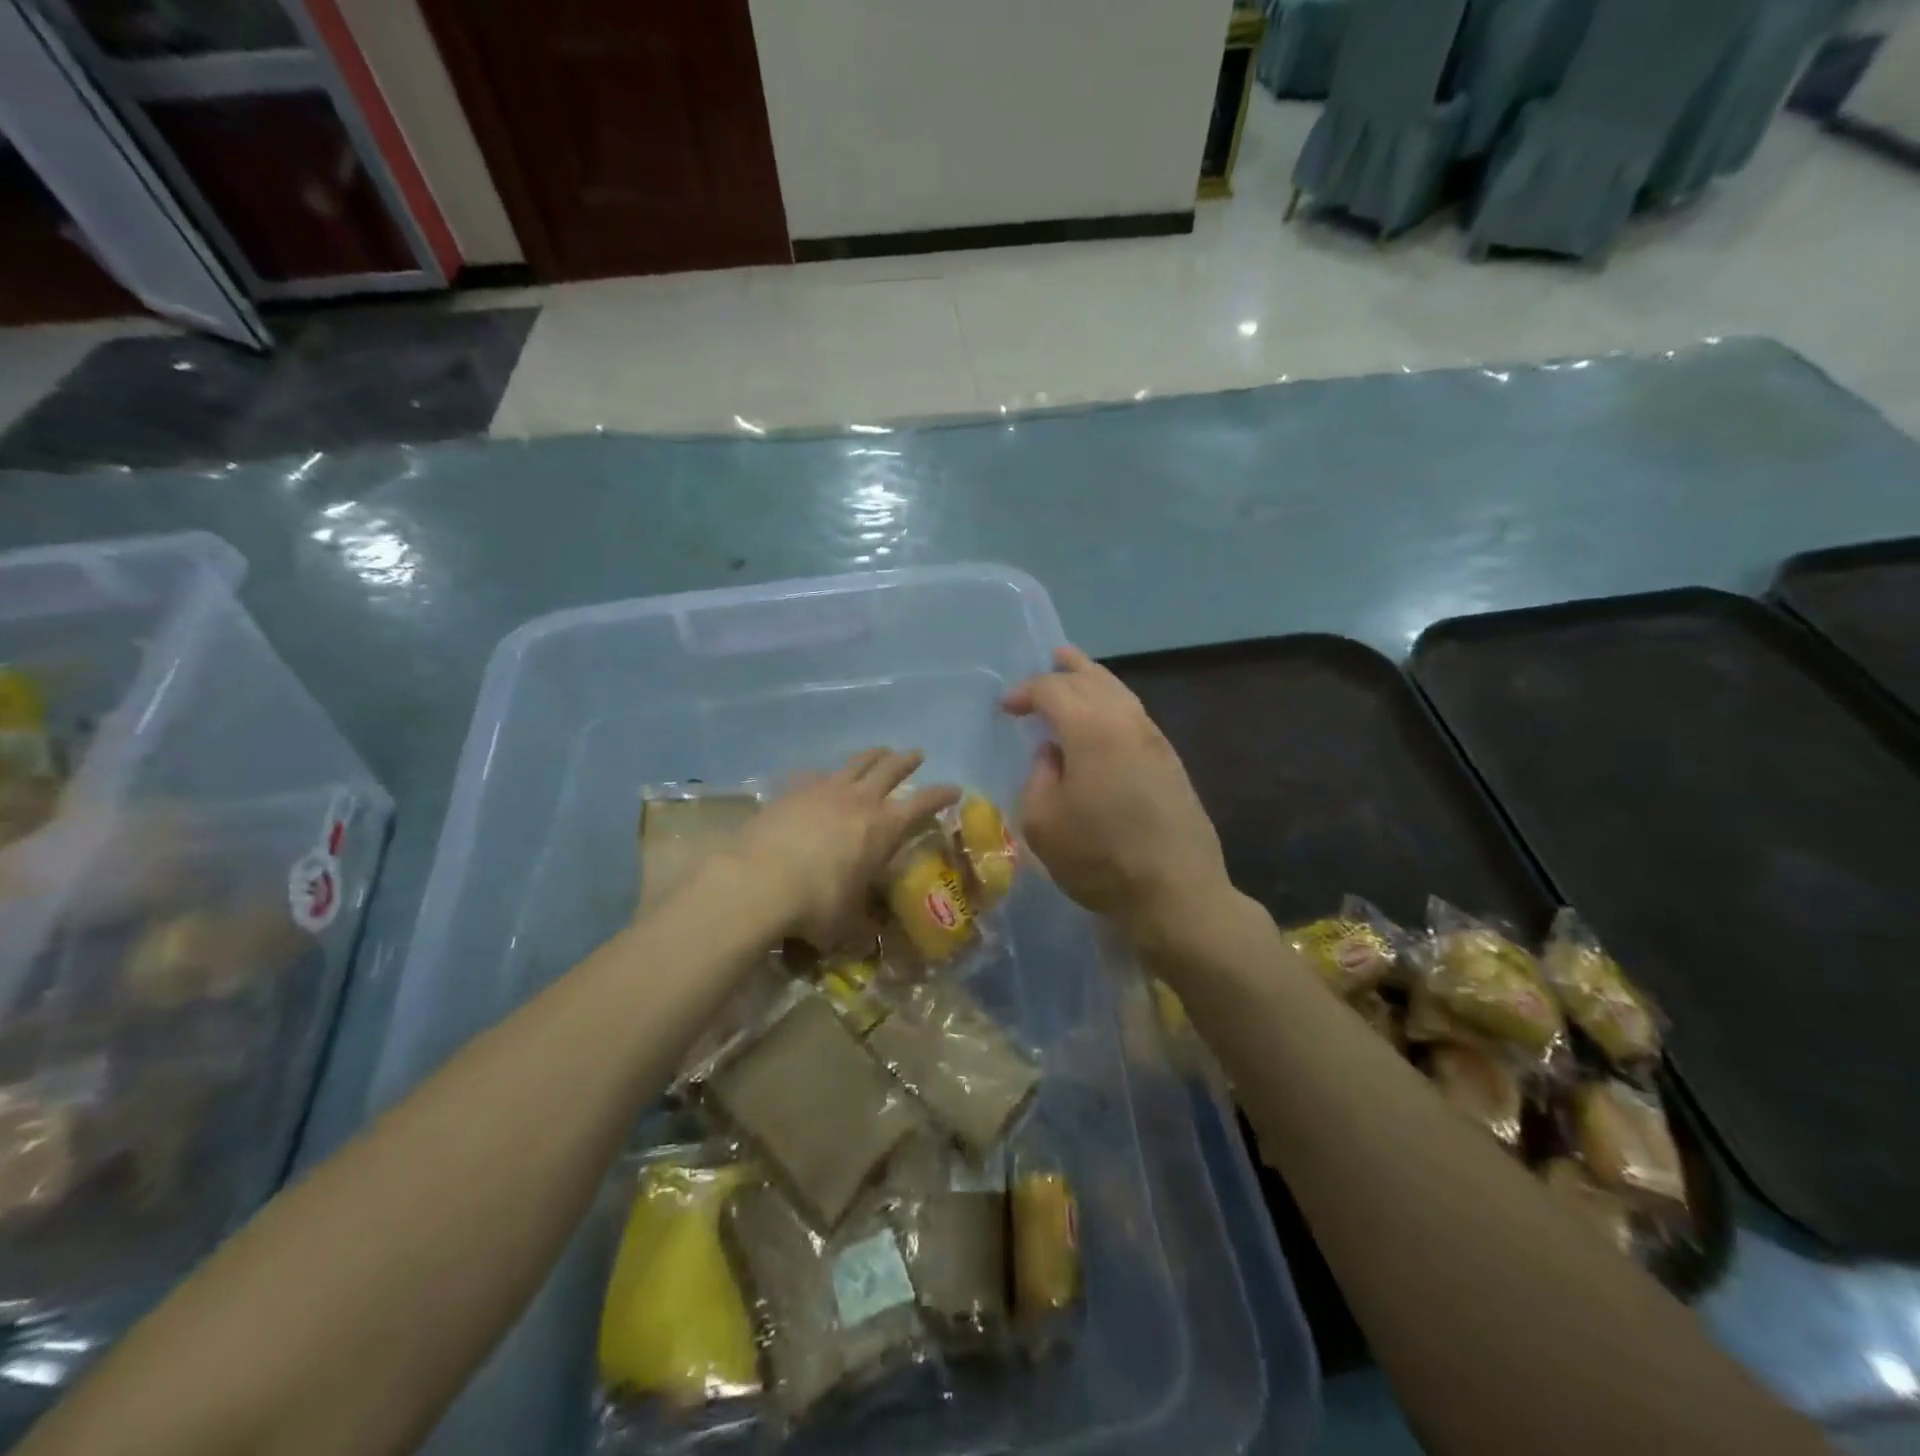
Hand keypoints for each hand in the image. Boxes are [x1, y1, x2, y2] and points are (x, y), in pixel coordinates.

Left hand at [721, 749, 958, 948]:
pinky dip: (826, 775)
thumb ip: (863, 927)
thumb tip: (870, 939)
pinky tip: (822, 778)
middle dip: (907, 761)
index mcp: (884, 826)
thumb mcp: (848, 925)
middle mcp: (859, 800)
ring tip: (880, 751)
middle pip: (890, 769)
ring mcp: (824, 790)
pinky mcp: (793, 791)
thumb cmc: (817, 903)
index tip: (955, 789)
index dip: (942, 794)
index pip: (924, 802)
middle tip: (916, 755)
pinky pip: (816, 775)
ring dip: (872, 756)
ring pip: (856, 763)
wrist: (759, 882)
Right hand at [1003, 646, 1231, 938]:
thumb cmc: (1098, 858)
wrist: (1176, 891)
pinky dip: (1114, 704)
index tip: (1007, 707)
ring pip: (1121, 694)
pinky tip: (1106, 718)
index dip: (1026, 692)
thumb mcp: (1043, 822)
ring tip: (1079, 672)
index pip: (1054, 691)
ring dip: (1096, 680)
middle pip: (1094, 680)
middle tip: (1050, 658)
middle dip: (1067, 670)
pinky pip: (1135, 715)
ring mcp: (1155, 740)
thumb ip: (1039, 776)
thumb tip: (1053, 754)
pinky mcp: (1171, 762)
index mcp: (1092, 729)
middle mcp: (1127, 722)